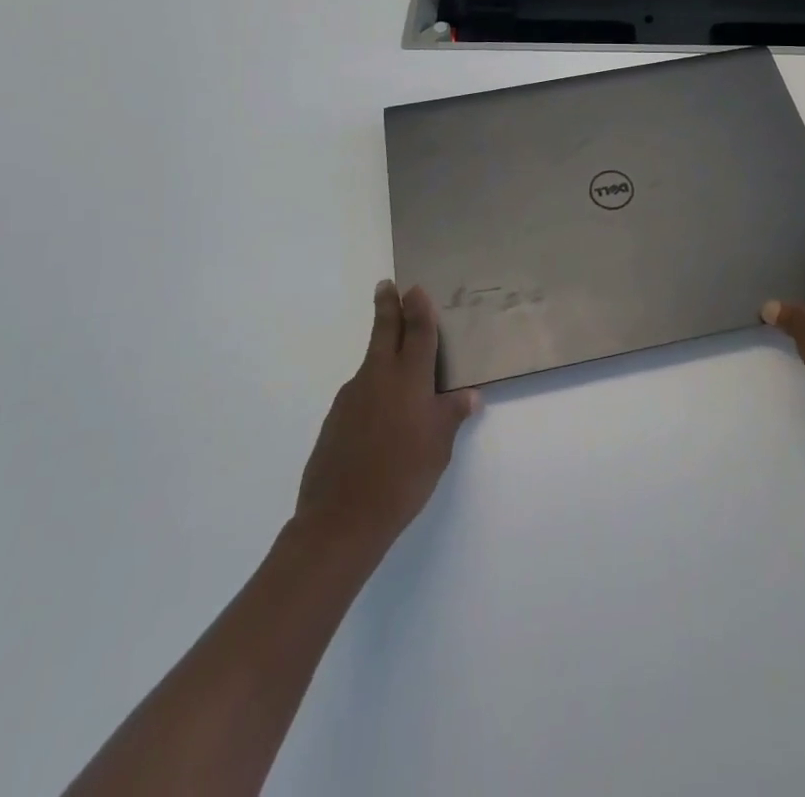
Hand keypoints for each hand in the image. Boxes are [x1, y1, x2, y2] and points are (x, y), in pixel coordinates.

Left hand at [295, 282, 480, 555]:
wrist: (341, 519)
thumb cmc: (402, 477)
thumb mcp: (438, 447)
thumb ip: (452, 415)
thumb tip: (469, 395)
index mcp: (408, 378)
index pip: (416, 331)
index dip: (417, 307)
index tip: (414, 287)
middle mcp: (378, 377)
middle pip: (384, 331)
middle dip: (387, 306)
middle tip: (387, 285)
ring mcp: (352, 396)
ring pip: (371, 362)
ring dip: (381, 349)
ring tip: (396, 359)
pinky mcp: (335, 418)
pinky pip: (360, 391)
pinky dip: (373, 387)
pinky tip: (380, 414)